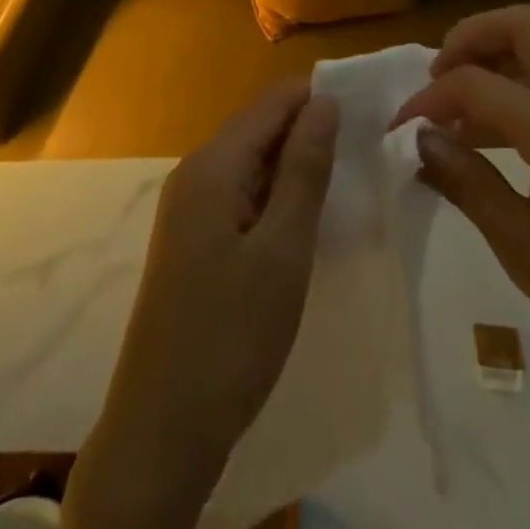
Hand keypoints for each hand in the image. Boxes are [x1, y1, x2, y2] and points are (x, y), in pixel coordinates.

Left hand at [64, 80, 339, 528]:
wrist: (161, 431)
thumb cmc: (231, 335)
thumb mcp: (283, 249)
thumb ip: (305, 168)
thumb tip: (325, 101)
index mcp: (213, 164)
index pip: (273, 101)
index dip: (319, 97)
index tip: (368, 111)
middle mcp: (195, 171)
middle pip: (260, 126)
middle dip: (310, 129)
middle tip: (366, 150)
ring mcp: (189, 206)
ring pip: (252, 160)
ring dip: (295, 163)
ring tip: (347, 177)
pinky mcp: (192, 238)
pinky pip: (240, 192)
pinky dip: (275, 192)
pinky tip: (305, 215)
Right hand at [390, 5, 529, 428]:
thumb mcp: (524, 248)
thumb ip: (467, 183)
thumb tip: (419, 139)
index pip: (475, 82)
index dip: (429, 99)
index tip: (399, 129)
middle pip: (524, 25)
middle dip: (473, 37)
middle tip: (439, 77)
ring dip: (501, 52)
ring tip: (463, 102)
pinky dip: (524, 79)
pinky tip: (501, 133)